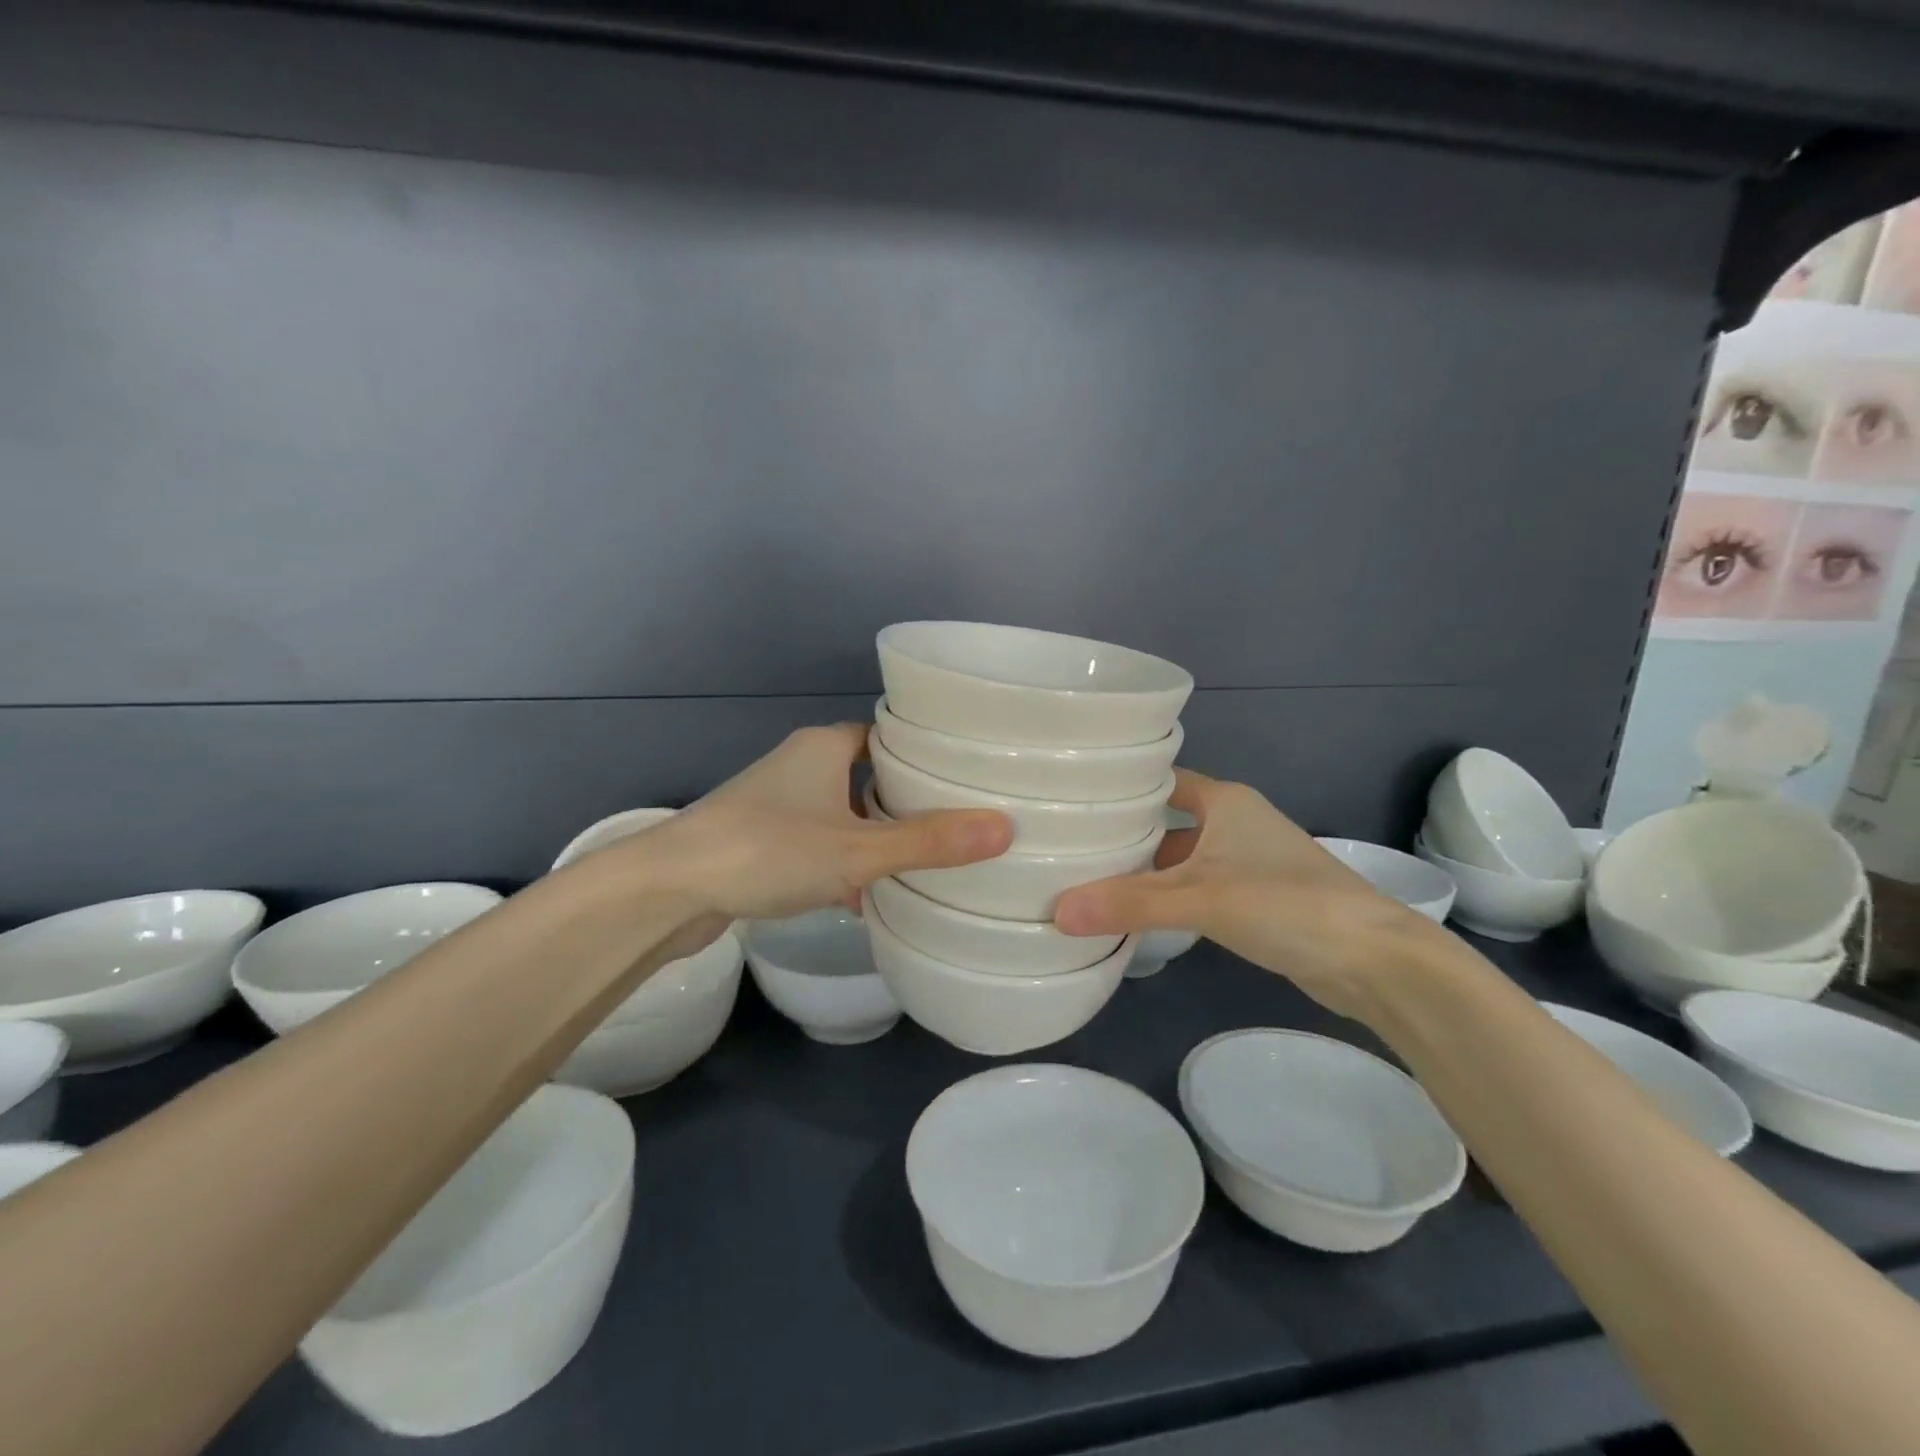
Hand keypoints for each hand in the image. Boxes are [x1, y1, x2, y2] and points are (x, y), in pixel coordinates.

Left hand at [632, 725, 1012, 924]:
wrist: (668, 889)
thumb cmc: (767, 850)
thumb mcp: (857, 849)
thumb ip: (928, 842)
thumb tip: (1004, 829)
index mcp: (824, 747)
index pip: (887, 735)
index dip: (925, 754)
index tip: (965, 775)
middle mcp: (799, 765)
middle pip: (867, 775)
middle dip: (904, 801)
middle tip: (955, 822)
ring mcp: (775, 803)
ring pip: (841, 812)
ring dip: (872, 836)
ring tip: (921, 860)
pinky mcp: (757, 841)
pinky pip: (816, 844)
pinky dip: (840, 863)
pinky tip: (863, 896)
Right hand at [1052, 770, 1446, 1019]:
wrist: (1373, 961)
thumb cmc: (1285, 904)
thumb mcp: (1199, 899)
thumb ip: (1128, 904)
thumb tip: (1056, 912)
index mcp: (1225, 801)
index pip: (1160, 779)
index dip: (1120, 784)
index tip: (1072, 795)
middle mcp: (1236, 822)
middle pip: (1166, 819)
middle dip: (1125, 831)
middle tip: (1068, 842)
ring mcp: (1249, 861)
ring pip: (1182, 856)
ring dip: (1146, 868)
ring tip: (1090, 878)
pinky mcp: (1257, 899)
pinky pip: (1197, 887)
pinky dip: (1169, 896)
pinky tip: (1138, 914)